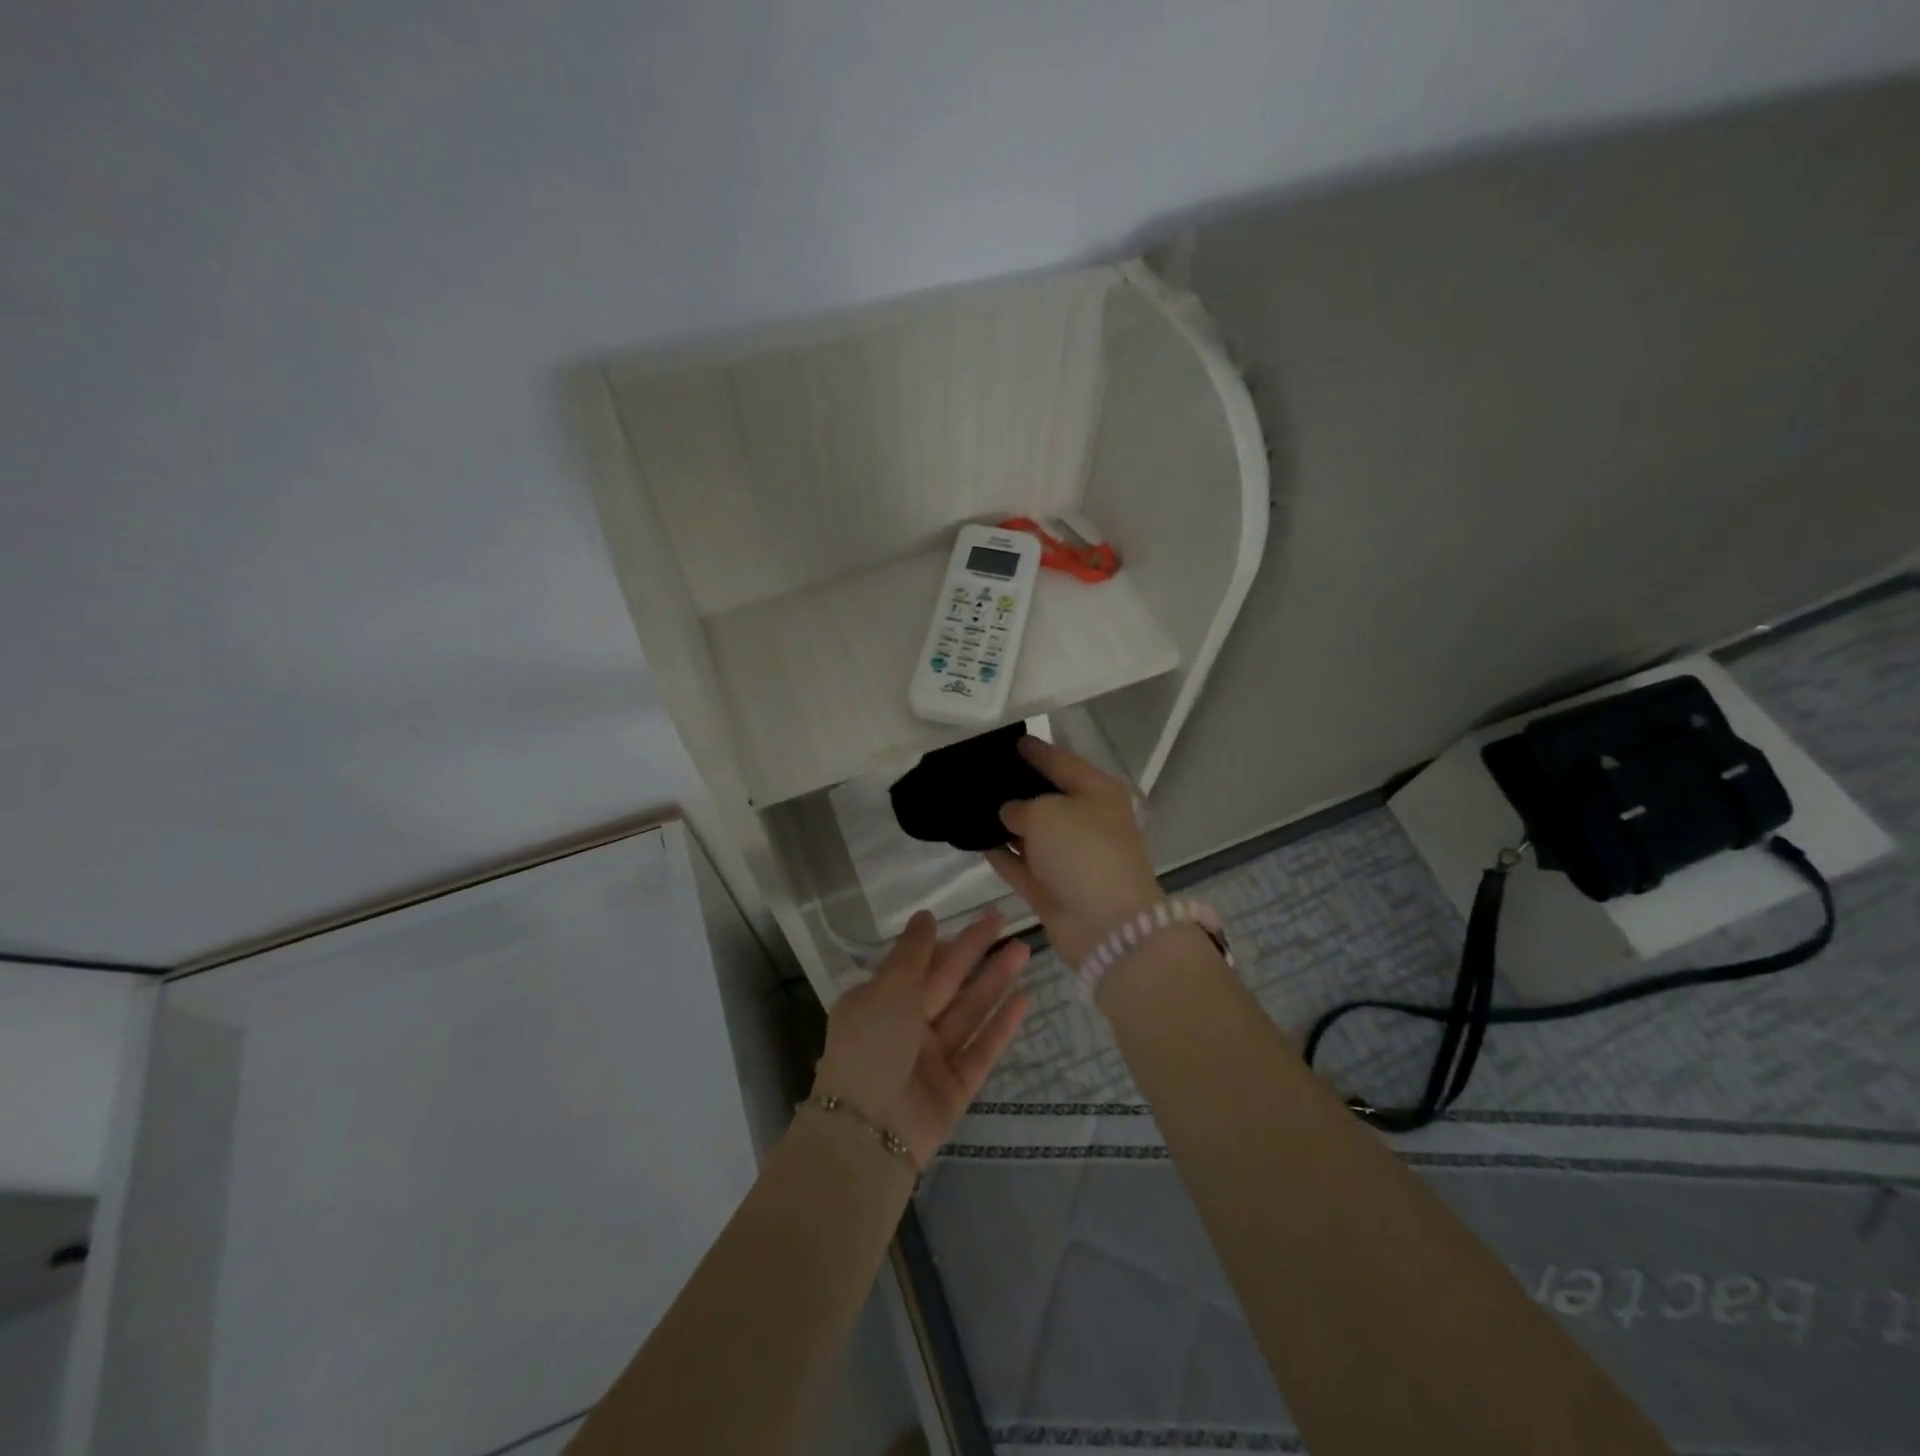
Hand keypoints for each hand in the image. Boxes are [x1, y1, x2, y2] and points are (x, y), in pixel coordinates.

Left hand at [811, 909, 1029, 1168]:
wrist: (870, 1133)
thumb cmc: (871, 1047)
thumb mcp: (886, 990)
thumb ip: (911, 953)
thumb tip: (925, 916)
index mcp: (880, 1003)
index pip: (917, 964)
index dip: (944, 941)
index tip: (971, 919)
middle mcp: (906, 1027)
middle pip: (948, 982)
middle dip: (975, 951)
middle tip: (1005, 919)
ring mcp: (933, 1058)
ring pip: (969, 1011)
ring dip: (995, 980)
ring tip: (1024, 950)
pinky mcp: (956, 1086)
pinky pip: (981, 1049)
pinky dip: (1002, 1025)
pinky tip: (1024, 998)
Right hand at [985, 737, 1162, 966]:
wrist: (1108, 926)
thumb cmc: (1084, 852)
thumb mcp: (1047, 814)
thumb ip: (1020, 806)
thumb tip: (1011, 813)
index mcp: (1098, 793)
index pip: (1062, 762)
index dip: (1037, 751)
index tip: (1013, 740)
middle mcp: (1087, 822)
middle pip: (1048, 798)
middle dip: (1017, 787)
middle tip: (982, 774)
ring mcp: (1071, 858)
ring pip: (1033, 833)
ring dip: (1005, 824)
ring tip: (971, 806)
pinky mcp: (1054, 888)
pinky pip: (1022, 864)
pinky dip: (1002, 855)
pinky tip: (976, 842)